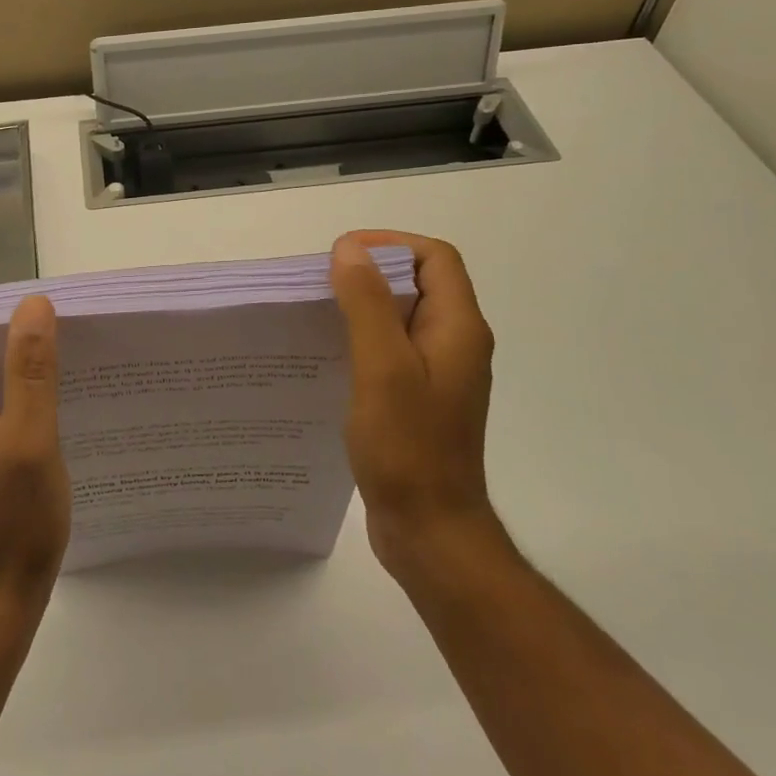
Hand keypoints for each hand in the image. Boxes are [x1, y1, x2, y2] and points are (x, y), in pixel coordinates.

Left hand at [0, 297, 69, 610]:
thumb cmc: (12, 521)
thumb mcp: (29, 439)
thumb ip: (30, 370)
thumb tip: (33, 303)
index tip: (39, 315)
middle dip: (11, 330)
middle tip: (64, 335)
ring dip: (19, 361)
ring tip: (68, 362)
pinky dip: (20, 389)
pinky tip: (58, 401)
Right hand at [329, 231, 504, 578]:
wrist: (430, 530)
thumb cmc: (408, 448)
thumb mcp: (383, 368)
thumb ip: (368, 304)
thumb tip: (350, 250)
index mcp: (458, 328)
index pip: (435, 258)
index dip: (391, 244)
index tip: (342, 255)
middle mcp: (455, 343)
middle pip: (420, 283)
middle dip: (372, 272)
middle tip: (322, 283)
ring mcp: (439, 373)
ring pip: (403, 317)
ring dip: (364, 306)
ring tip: (318, 314)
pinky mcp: (421, 398)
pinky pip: (394, 350)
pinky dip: (364, 339)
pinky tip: (329, 356)